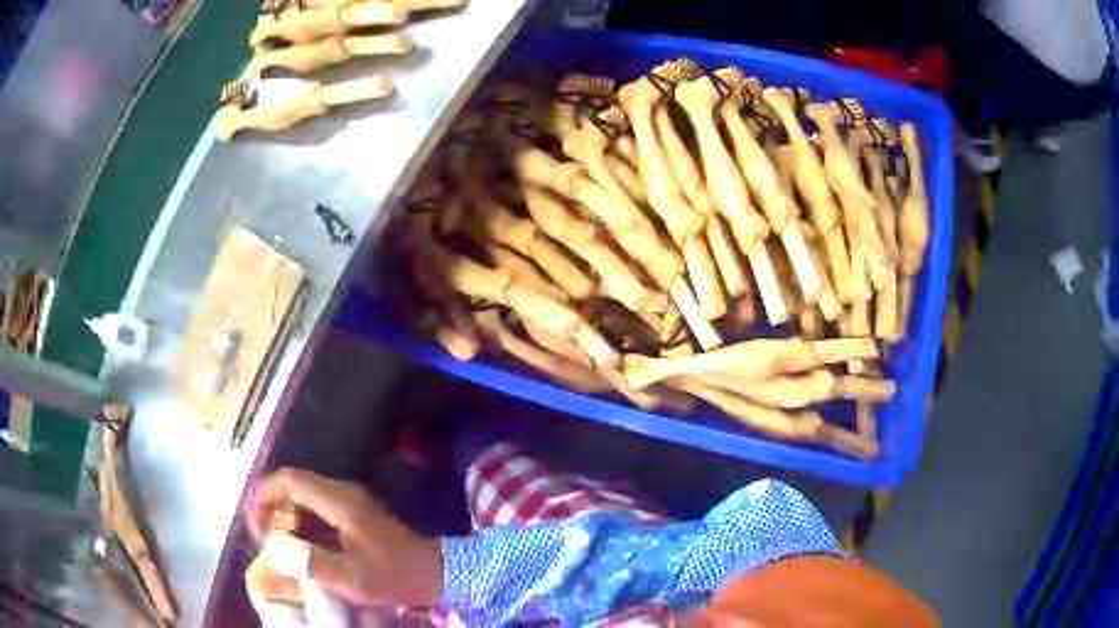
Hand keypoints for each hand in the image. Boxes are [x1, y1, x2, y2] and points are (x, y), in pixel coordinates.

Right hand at [251, 468, 443, 606]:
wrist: (436, 572)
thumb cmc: (395, 575)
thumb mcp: (352, 578)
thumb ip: (310, 562)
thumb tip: (276, 547)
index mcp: (339, 501)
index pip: (289, 480)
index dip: (265, 495)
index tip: (256, 524)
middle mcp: (341, 492)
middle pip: (293, 485)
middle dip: (272, 507)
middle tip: (265, 539)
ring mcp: (349, 501)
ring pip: (304, 497)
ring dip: (287, 516)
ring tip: (279, 545)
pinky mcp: (354, 513)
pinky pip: (317, 509)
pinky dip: (302, 523)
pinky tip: (301, 547)